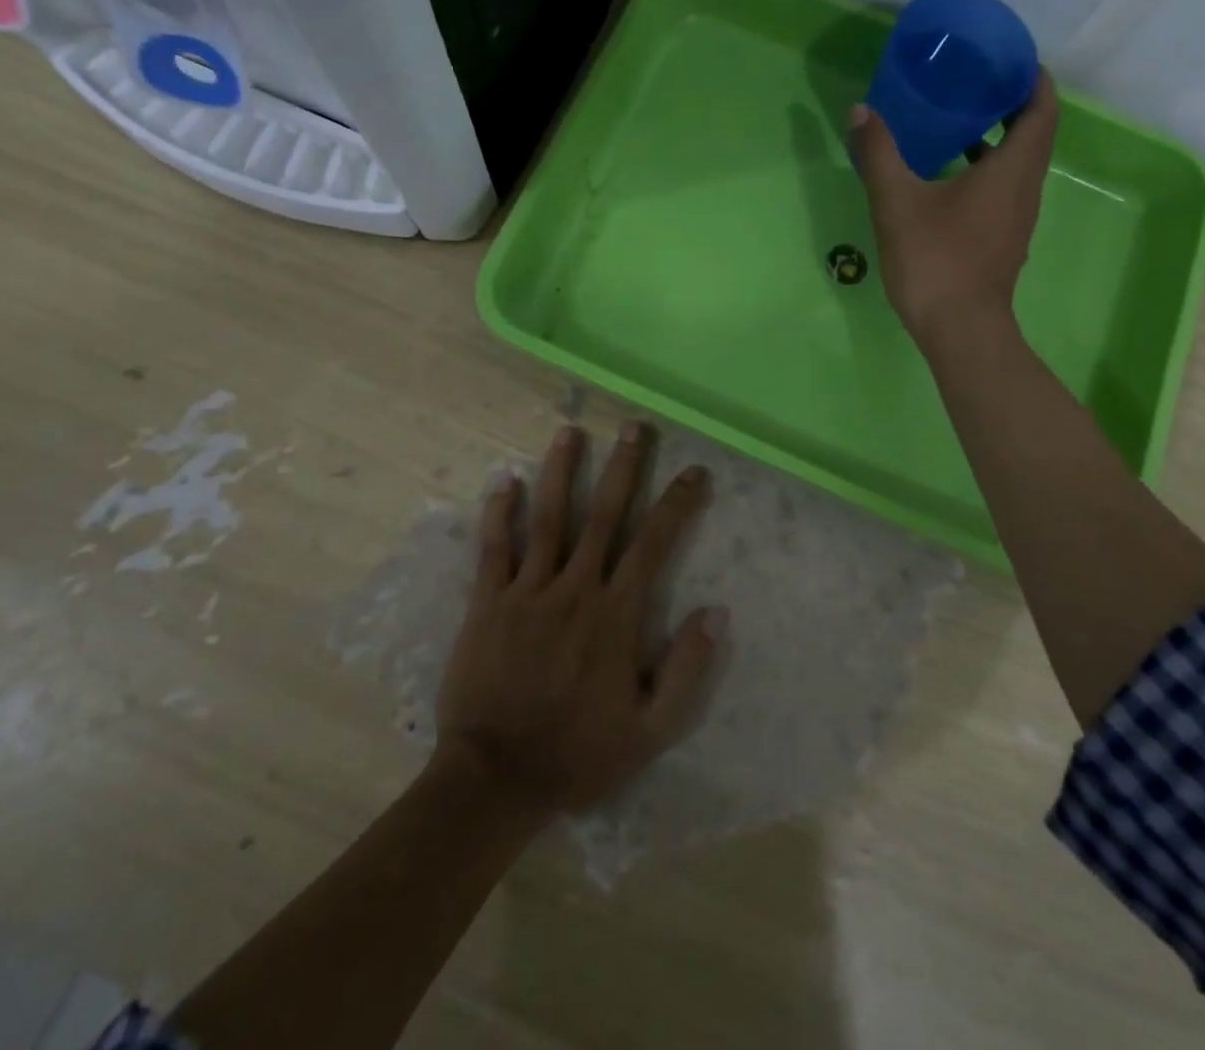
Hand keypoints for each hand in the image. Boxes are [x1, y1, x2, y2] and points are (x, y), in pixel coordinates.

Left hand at [434, 422, 727, 818]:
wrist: (495, 780)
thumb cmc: (578, 754)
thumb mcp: (650, 730)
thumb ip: (687, 670)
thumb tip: (717, 612)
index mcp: (615, 615)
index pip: (654, 543)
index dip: (677, 503)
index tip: (695, 472)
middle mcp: (574, 589)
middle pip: (604, 515)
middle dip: (624, 466)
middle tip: (634, 426)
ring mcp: (527, 591)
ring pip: (548, 518)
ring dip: (561, 471)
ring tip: (570, 432)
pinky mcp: (487, 602)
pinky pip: (493, 548)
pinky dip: (499, 511)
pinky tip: (505, 479)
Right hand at [850, 72, 1060, 346]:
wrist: (959, 329)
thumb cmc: (935, 259)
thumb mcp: (897, 202)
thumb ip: (879, 153)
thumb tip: (862, 110)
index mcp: (1012, 170)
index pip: (1042, 109)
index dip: (1032, 79)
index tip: (1008, 58)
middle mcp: (1025, 189)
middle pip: (1032, 134)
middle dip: (1009, 104)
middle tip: (971, 83)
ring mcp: (1016, 219)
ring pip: (1016, 165)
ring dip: (995, 139)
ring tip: (955, 122)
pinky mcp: (1002, 240)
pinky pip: (1003, 190)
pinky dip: (984, 170)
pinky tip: (945, 177)